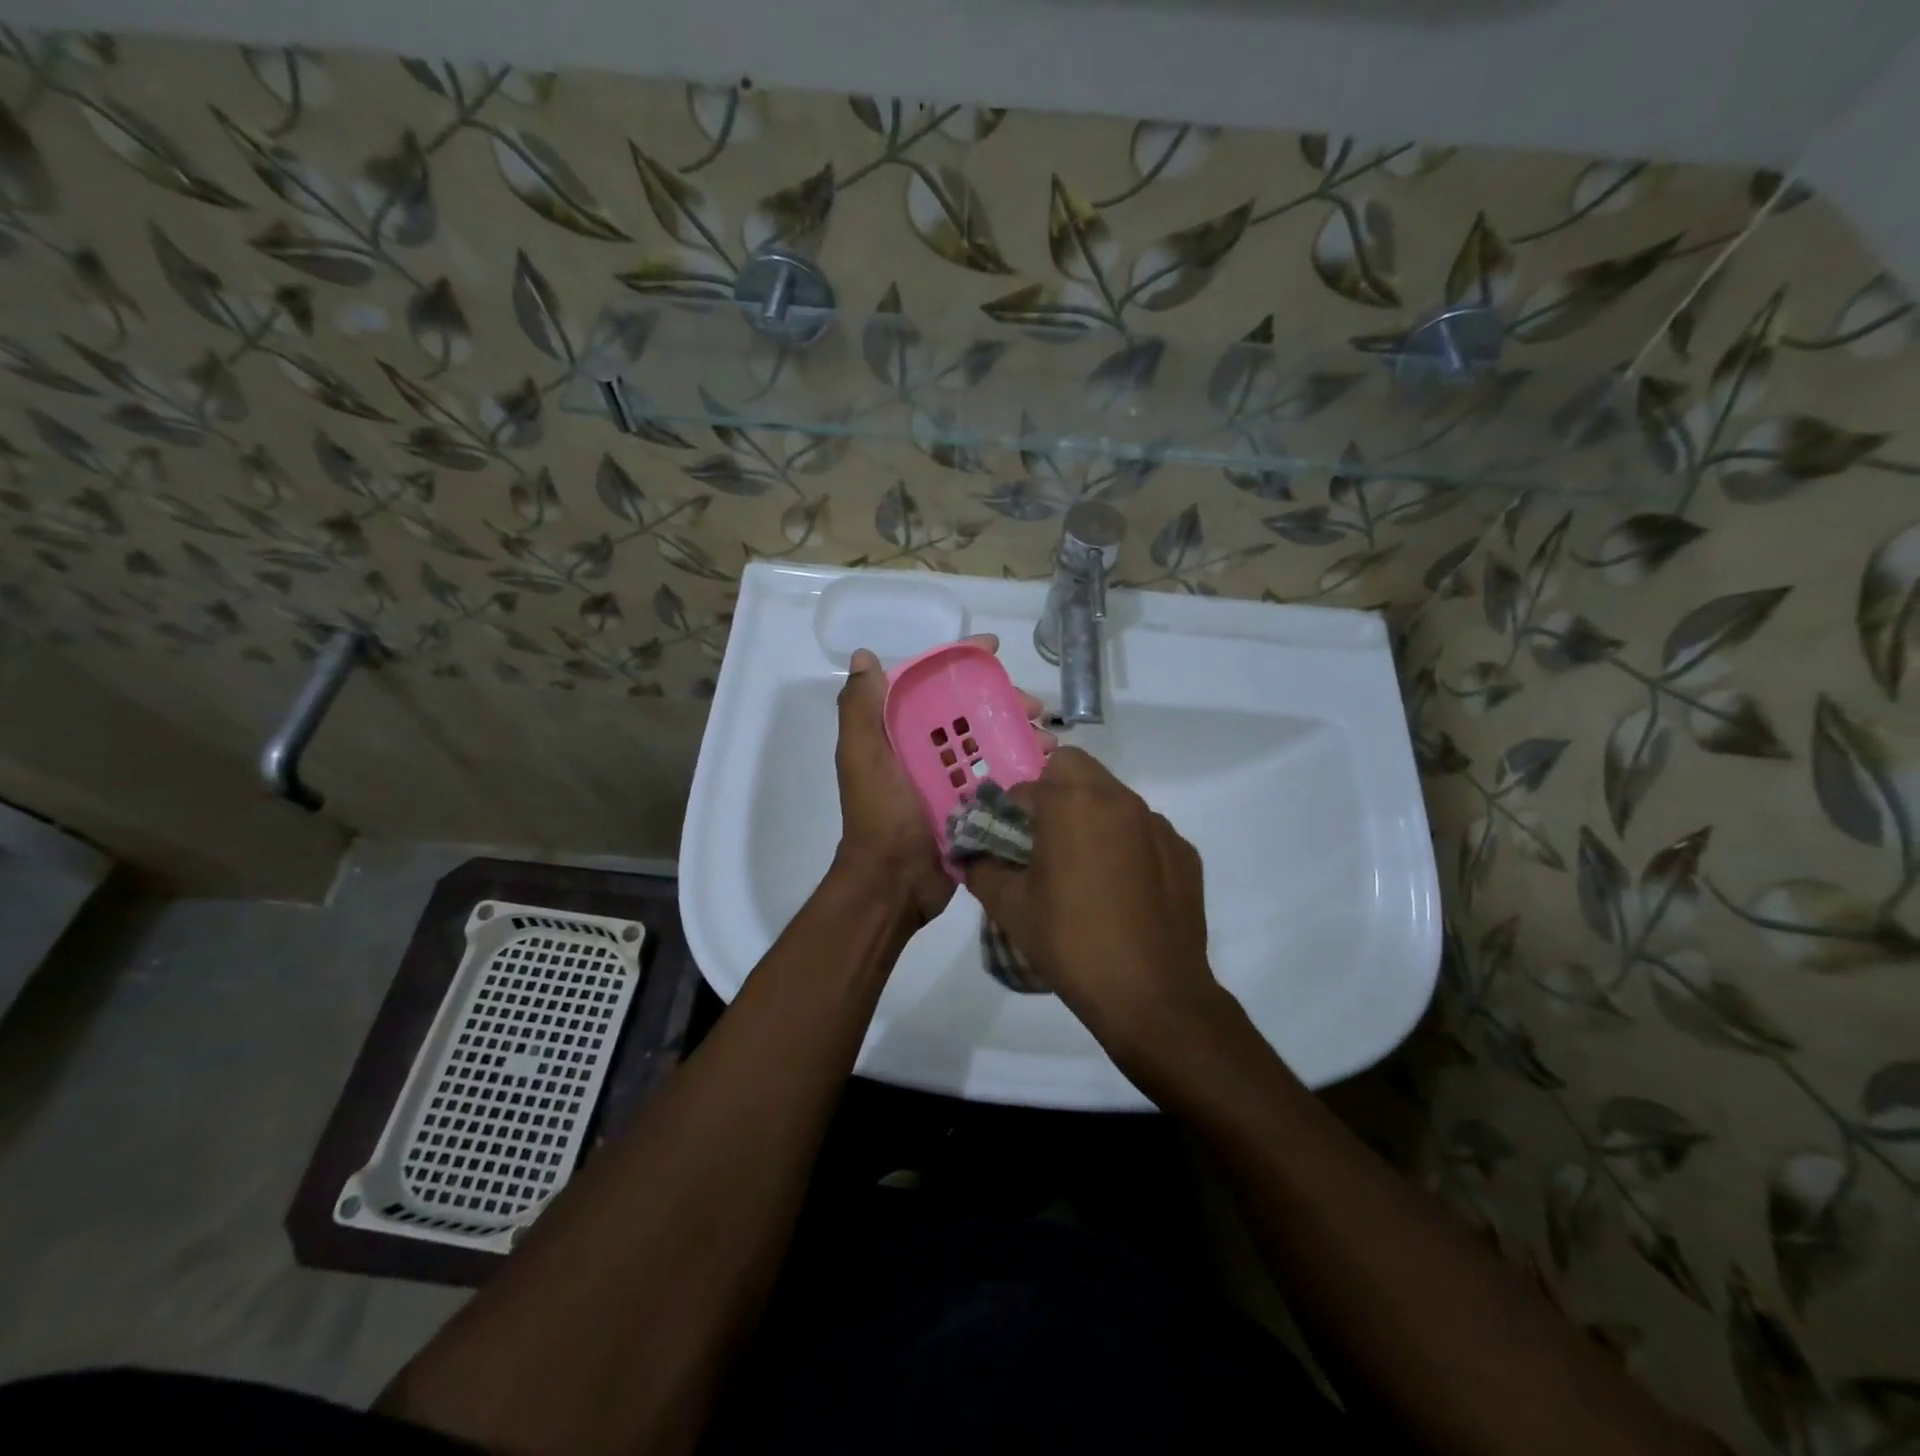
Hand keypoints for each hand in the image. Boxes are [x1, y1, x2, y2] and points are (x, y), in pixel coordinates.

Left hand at [834, 637, 1050, 926]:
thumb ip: (860, 708)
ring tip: (1050, 740)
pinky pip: (1001, 780)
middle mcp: (925, 752)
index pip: (932, 686)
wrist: (893, 883)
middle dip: (1004, 702)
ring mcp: (951, 781)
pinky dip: (1024, 769)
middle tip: (1036, 707)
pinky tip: (1049, 767)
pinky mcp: (972, 808)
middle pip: (970, 713)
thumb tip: (865, 656)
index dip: (961, 662)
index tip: (994, 649)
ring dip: (1022, 735)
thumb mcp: (861, 757)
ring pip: (992, 744)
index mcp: (899, 734)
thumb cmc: (879, 815)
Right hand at [962, 748, 1223, 1056]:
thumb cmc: (1071, 943)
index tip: (1006, 843)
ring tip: (1084, 870)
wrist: (1153, 995)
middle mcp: (1119, 799)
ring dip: (1091, 817)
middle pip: (1075, 769)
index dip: (1009, 812)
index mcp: (1072, 803)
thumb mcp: (1010, 908)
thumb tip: (971, 855)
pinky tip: (1122, 890)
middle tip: (1043, 841)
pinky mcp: (1184, 851)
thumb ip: (981, 869)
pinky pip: (1144, 831)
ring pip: (1113, 798)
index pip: (1025, 786)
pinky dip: (1127, 845)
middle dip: (1052, 793)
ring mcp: (1158, 824)